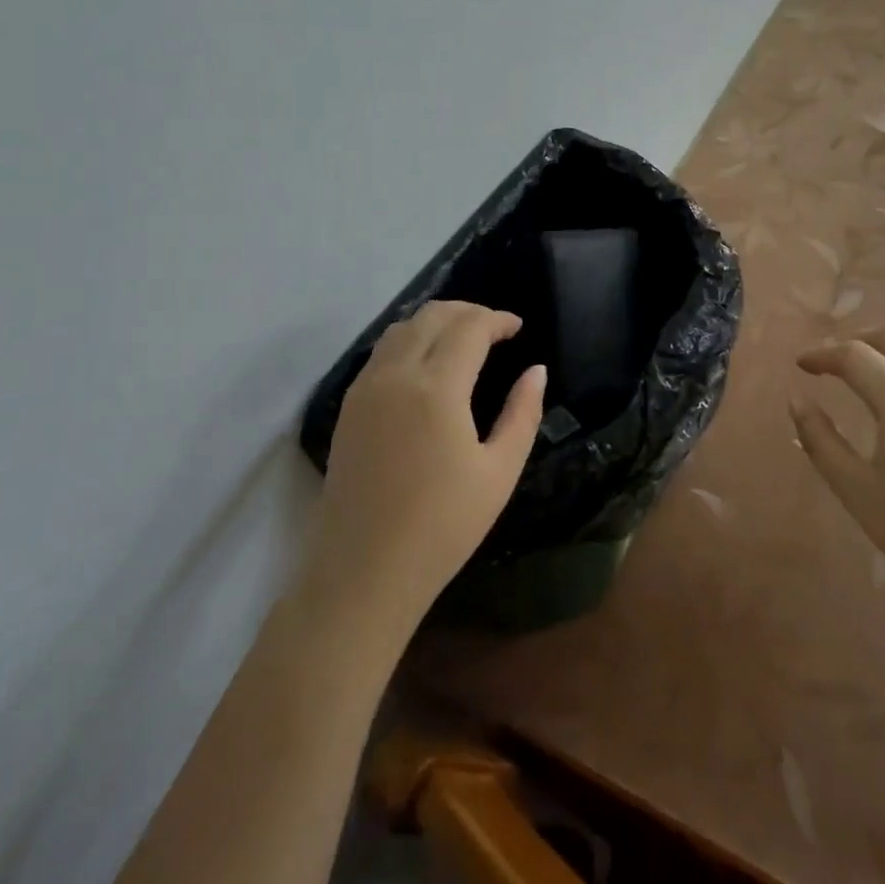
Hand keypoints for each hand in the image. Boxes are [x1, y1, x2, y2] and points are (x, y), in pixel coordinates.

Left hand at [300, 301, 544, 634]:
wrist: (363, 572)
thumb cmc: (442, 526)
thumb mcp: (499, 472)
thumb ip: (522, 414)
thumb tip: (536, 371)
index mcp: (436, 387)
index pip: (469, 327)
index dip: (497, 319)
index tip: (517, 327)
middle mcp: (395, 374)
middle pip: (432, 315)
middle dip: (468, 312)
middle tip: (495, 329)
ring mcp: (365, 388)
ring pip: (401, 328)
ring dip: (436, 322)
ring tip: (463, 340)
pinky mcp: (349, 407)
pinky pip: (381, 351)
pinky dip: (409, 340)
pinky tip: (426, 364)